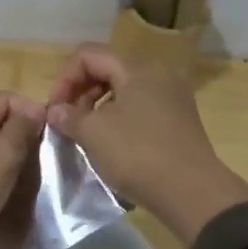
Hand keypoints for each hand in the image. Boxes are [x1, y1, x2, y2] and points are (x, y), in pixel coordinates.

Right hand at [47, 45, 247, 244]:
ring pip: (124, 91)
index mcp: (137, 69)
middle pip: (108, 70)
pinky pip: (141, 109)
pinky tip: (111, 145)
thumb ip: (69, 116)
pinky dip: (119, 120)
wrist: (192, 193)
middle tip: (67, 122)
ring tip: (85, 135)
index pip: (89, 55)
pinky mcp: (179, 122)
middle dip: (81, 92)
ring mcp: (173, 98)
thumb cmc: (138, 154)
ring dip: (98, 108)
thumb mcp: (94, 134)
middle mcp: (158, 75)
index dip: (65, 78)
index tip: (55, 109)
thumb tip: (55, 110)